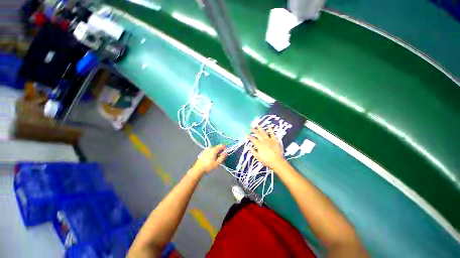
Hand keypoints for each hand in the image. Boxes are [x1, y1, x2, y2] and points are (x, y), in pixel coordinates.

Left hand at [193, 145, 227, 174]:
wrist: (198, 169)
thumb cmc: (208, 166)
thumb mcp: (217, 163)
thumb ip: (222, 157)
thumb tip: (226, 153)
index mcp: (214, 149)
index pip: (221, 145)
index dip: (225, 148)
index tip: (225, 153)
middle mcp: (210, 148)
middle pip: (218, 147)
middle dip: (221, 151)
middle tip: (220, 158)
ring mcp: (206, 149)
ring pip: (214, 149)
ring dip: (217, 153)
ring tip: (216, 160)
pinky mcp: (204, 152)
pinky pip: (211, 151)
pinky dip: (213, 153)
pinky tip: (211, 159)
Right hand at [247, 126, 285, 169]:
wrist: (277, 161)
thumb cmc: (266, 160)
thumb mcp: (258, 157)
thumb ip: (253, 151)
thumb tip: (248, 147)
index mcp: (259, 145)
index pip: (253, 139)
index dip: (249, 137)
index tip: (246, 135)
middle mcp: (263, 141)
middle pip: (258, 134)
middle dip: (254, 130)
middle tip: (251, 127)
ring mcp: (269, 140)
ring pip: (264, 132)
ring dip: (260, 128)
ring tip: (258, 125)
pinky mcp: (274, 140)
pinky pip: (272, 133)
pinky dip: (270, 129)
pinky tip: (269, 126)